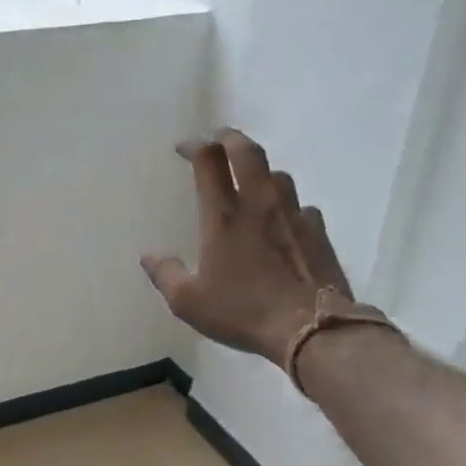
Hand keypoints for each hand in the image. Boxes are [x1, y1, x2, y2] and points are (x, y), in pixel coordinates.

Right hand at [141, 128, 350, 362]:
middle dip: (229, 138)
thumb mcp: (188, 302)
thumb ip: (165, 274)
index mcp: (223, 215)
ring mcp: (293, 213)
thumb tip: (148, 256)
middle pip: (246, 151)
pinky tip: (284, 219)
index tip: (184, 148)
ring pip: (277, 174)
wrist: (310, 328)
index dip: (194, 146)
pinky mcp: (318, 231)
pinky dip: (287, 204)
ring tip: (251, 179)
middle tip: (218, 139)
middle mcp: (259, 203)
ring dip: (260, 169)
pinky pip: (302, 205)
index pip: (208, 160)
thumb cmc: (242, 311)